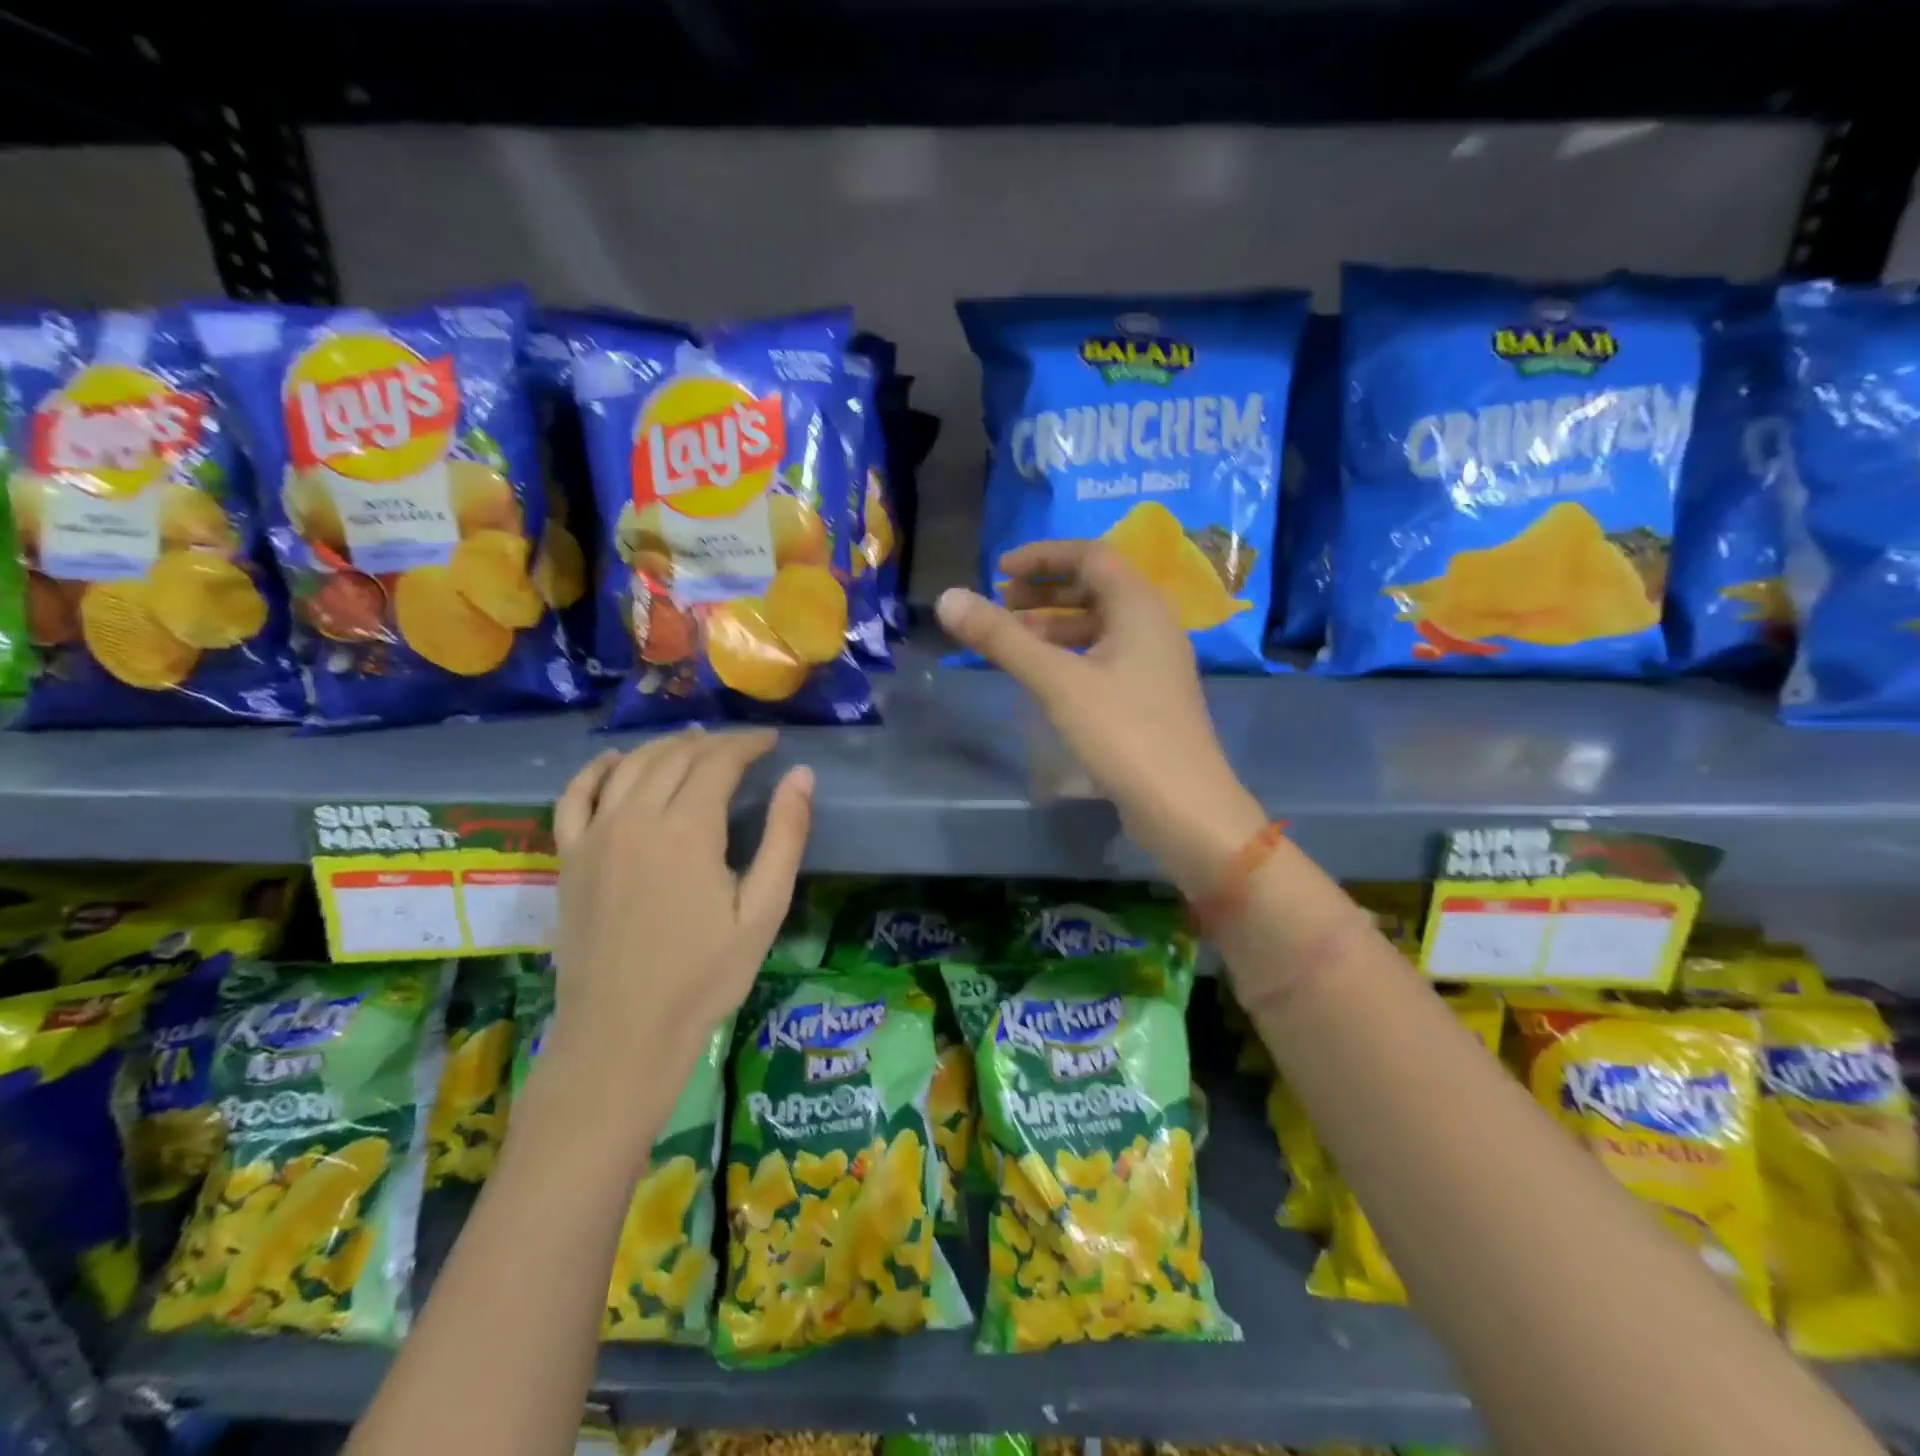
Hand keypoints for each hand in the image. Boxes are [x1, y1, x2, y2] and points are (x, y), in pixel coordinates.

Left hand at [546, 728, 812, 1094]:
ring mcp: (595, 836)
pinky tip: (616, 762)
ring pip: (630, 766)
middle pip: (676, 757)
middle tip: (742, 746)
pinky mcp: (569, 858)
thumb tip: (801, 775)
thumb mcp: (763, 910)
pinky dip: (597, 769)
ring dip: (665, 746)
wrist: (623, 1032)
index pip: (719, 762)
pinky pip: (575, 796)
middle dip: (714, 743)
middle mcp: (636, 818)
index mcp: (688, 829)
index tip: (771, 741)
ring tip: (693, 745)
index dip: (748, 744)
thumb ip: (785, 836)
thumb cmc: (704, 976)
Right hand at [936, 541, 1265, 894]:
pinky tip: (1043, 675)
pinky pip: (1103, 657)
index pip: (1091, 556)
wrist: (1184, 807)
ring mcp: (1153, 663)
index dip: (1043, 556)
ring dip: (1054, 624)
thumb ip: (1002, 639)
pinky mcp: (1148, 697)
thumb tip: (947, 598)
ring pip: (1099, 626)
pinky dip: (1069, 654)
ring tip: (1011, 639)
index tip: (999, 571)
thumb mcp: (1057, 682)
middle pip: (1096, 588)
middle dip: (1044, 591)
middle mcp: (1152, 625)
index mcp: (1140, 606)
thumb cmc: (1123, 733)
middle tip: (1000, 604)